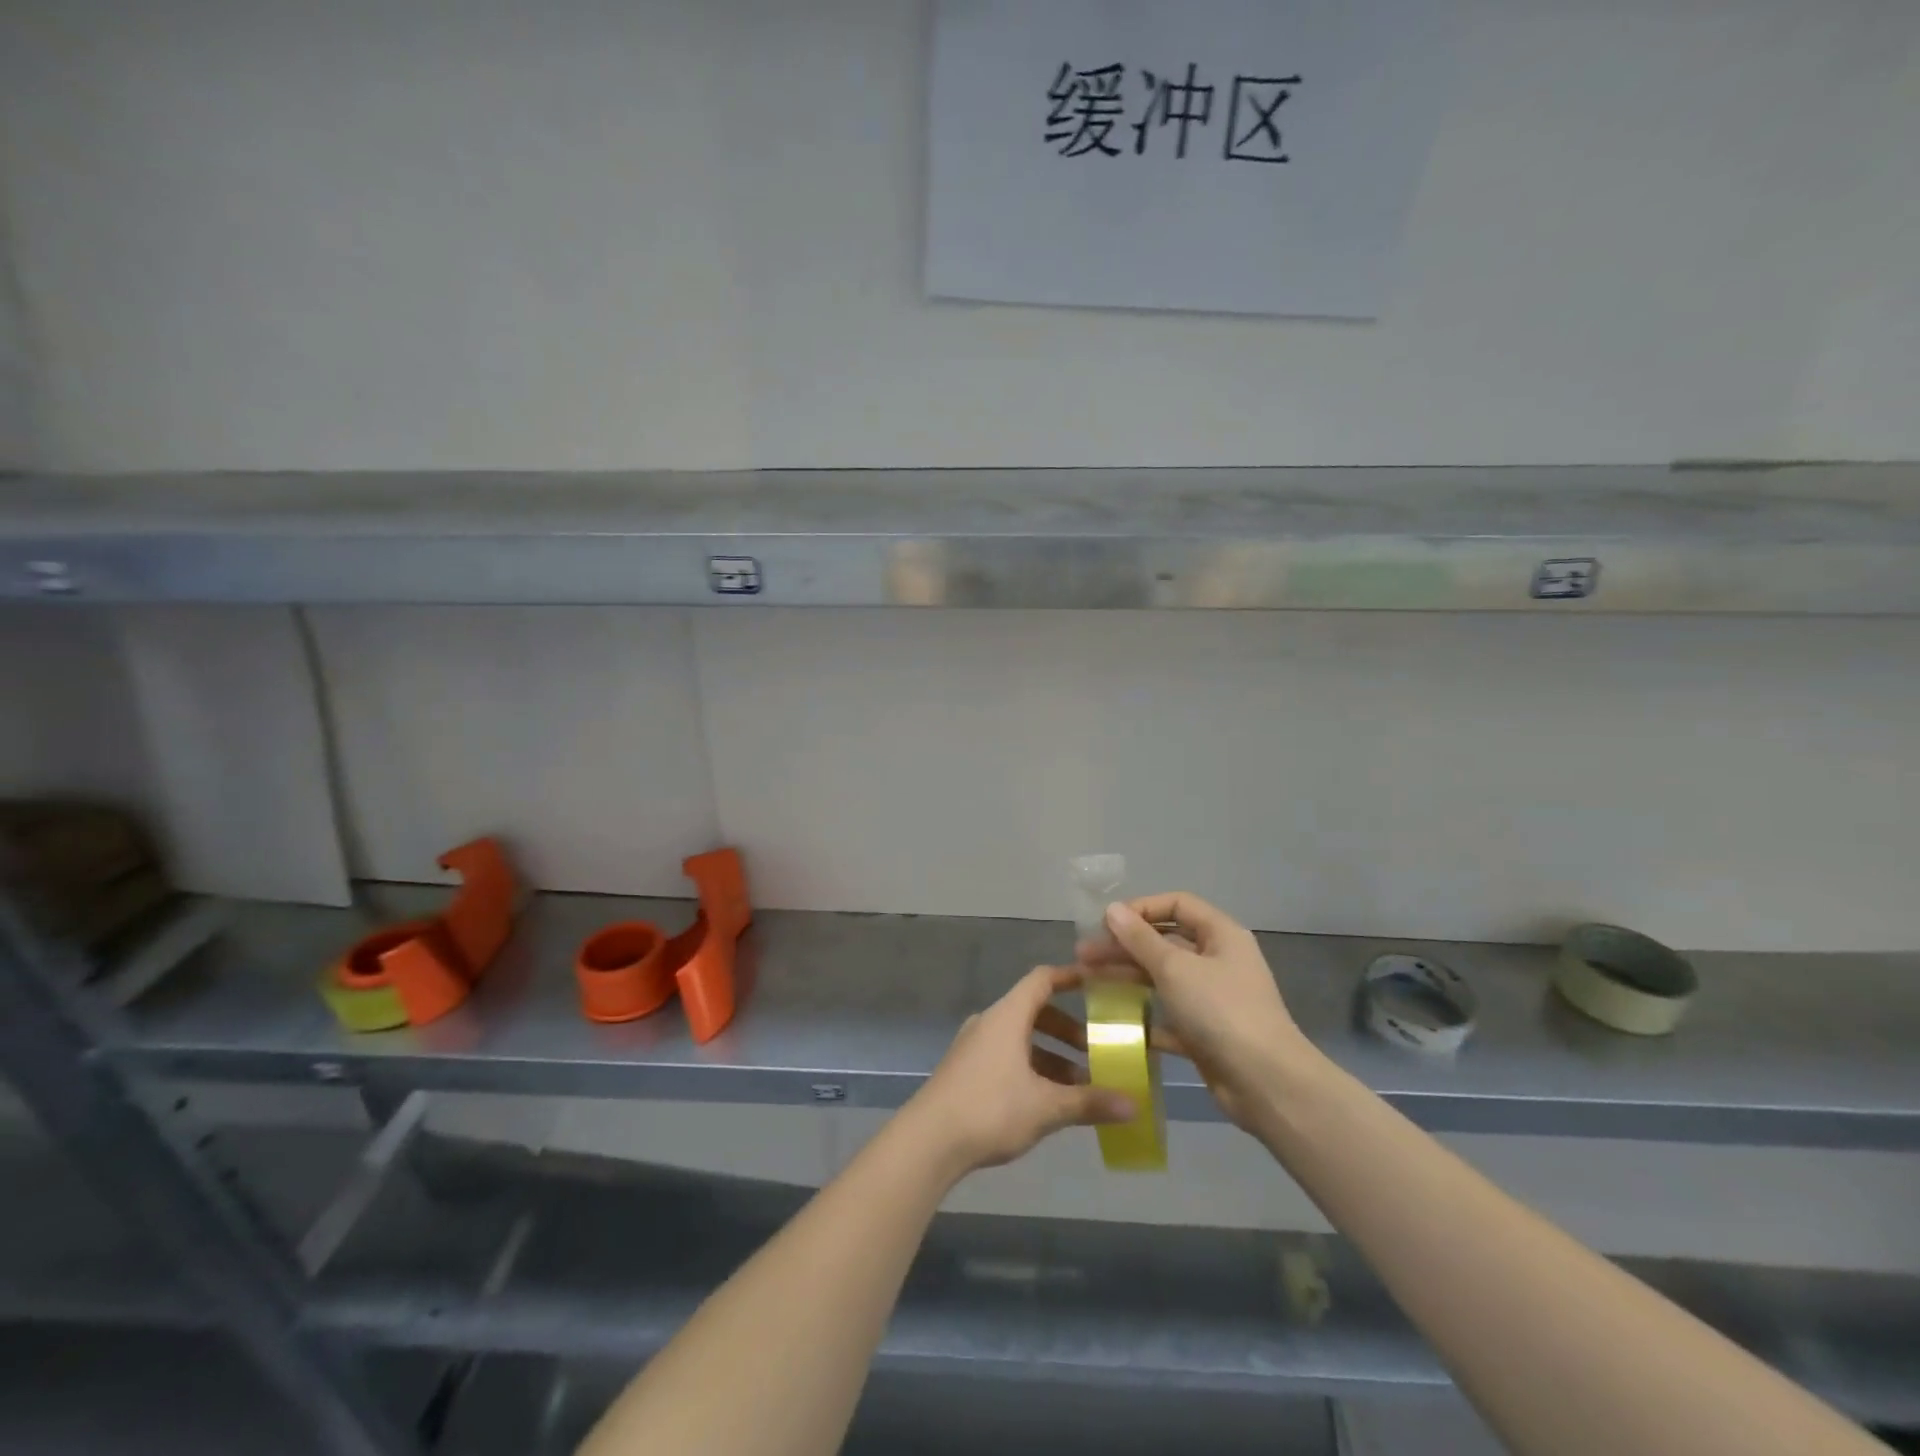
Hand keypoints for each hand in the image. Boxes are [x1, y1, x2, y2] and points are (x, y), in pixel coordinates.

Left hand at [903, 967, 1135, 1178]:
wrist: (928, 1140)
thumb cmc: (990, 1109)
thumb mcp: (1046, 1107)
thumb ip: (1089, 1102)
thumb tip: (1134, 1105)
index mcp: (1008, 1016)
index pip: (1042, 980)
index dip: (1070, 977)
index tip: (1099, 984)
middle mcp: (990, 1022)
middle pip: (1034, 1011)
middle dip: (1068, 1030)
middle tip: (1097, 1050)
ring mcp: (974, 1046)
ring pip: (1021, 1039)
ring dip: (1051, 1056)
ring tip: (1079, 1085)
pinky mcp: (966, 1070)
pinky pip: (1007, 1057)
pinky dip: (1032, 1068)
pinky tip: (1047, 1101)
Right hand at [1080, 893, 1315, 1133]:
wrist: (1266, 1084)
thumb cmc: (1221, 1012)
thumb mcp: (1175, 968)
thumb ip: (1140, 939)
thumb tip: (1112, 909)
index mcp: (1221, 935)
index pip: (1177, 905)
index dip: (1141, 908)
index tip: (1106, 923)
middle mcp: (1218, 961)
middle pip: (1165, 942)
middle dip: (1124, 946)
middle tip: (1084, 955)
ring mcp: (1213, 998)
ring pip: (1163, 978)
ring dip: (1127, 977)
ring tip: (1088, 981)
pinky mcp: (1205, 1033)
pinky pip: (1168, 1015)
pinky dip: (1143, 1015)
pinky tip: (1113, 1020)